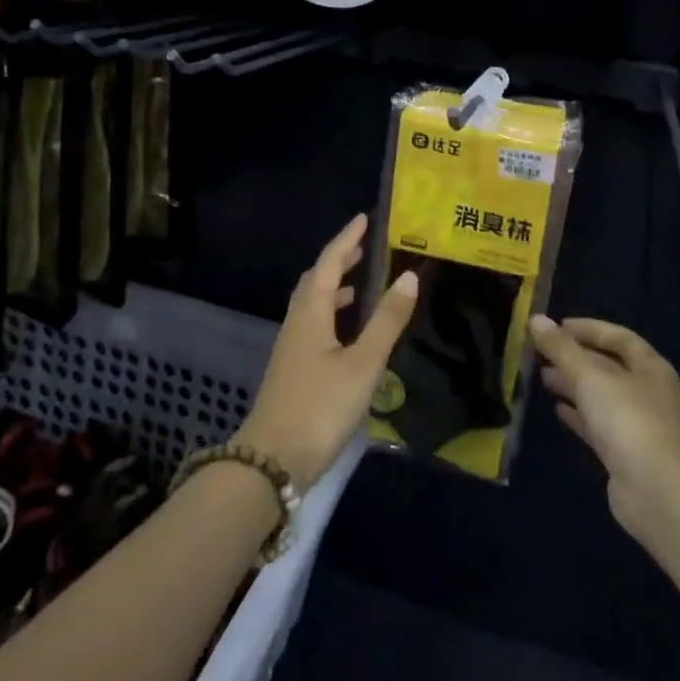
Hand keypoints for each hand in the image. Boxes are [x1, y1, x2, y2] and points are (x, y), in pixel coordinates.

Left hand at [236, 214, 418, 489]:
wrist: (271, 462)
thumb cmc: (320, 407)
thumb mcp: (362, 364)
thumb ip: (386, 321)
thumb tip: (408, 276)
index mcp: (311, 313)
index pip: (329, 263)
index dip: (347, 239)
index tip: (364, 219)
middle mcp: (297, 322)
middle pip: (316, 280)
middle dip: (339, 260)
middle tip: (364, 248)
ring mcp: (291, 347)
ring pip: (312, 304)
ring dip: (334, 287)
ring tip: (361, 285)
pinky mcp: (292, 369)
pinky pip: (313, 324)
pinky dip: (332, 313)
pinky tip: (347, 333)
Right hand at [531, 315, 679, 538]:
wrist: (655, 491)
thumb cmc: (627, 419)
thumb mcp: (589, 375)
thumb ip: (561, 348)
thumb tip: (536, 320)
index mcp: (651, 368)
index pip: (619, 337)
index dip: (589, 329)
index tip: (557, 326)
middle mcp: (648, 393)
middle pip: (608, 367)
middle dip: (576, 358)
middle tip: (542, 353)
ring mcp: (638, 426)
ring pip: (601, 396)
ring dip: (573, 385)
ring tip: (542, 378)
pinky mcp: (625, 454)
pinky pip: (598, 425)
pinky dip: (578, 414)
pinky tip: (557, 410)